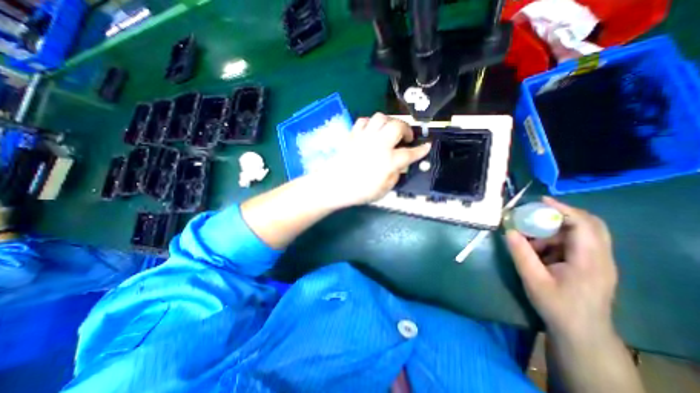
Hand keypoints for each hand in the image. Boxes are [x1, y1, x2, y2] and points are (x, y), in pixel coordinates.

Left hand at [315, 113, 430, 208]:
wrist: (333, 185)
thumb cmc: (358, 192)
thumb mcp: (383, 191)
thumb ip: (395, 175)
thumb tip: (399, 166)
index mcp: (388, 161)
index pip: (410, 153)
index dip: (421, 150)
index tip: (426, 147)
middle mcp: (378, 144)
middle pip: (397, 126)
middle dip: (406, 129)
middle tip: (406, 137)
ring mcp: (364, 137)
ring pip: (381, 117)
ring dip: (389, 122)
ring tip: (389, 131)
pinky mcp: (352, 135)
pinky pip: (364, 121)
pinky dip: (371, 123)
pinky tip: (371, 132)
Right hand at [504, 198, 616, 341]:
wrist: (580, 332)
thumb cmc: (556, 306)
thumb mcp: (533, 279)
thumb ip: (520, 253)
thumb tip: (508, 230)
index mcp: (590, 261)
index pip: (584, 225)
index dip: (563, 209)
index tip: (540, 201)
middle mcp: (601, 257)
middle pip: (590, 224)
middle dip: (561, 214)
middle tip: (535, 214)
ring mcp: (599, 261)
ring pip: (581, 233)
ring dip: (554, 230)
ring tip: (531, 239)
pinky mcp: (592, 264)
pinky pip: (575, 243)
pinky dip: (556, 239)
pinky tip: (540, 250)